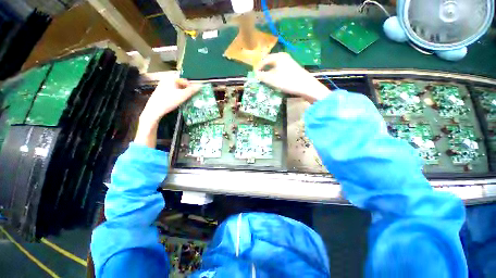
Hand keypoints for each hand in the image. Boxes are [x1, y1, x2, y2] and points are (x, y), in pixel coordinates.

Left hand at [140, 78, 200, 123]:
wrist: (154, 110)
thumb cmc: (168, 101)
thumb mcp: (182, 96)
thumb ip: (192, 90)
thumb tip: (200, 86)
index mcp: (171, 78)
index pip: (185, 80)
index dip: (191, 86)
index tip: (194, 93)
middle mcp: (166, 80)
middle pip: (181, 84)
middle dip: (187, 90)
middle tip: (190, 97)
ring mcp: (163, 86)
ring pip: (177, 88)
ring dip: (182, 93)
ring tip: (185, 100)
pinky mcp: (161, 92)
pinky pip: (172, 91)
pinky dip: (177, 95)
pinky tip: (178, 101)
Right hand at [254, 53, 330, 102]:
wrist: (305, 86)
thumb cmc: (287, 81)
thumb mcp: (272, 79)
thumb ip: (262, 76)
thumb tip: (255, 75)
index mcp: (278, 57)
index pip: (264, 60)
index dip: (258, 67)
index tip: (254, 75)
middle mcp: (283, 57)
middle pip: (270, 62)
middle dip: (263, 70)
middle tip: (259, 78)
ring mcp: (289, 62)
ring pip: (275, 67)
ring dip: (269, 73)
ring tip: (265, 81)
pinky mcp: (292, 69)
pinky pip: (280, 70)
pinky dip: (275, 75)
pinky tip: (275, 81)